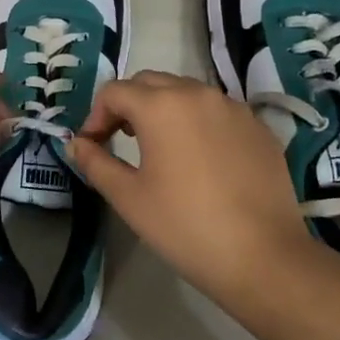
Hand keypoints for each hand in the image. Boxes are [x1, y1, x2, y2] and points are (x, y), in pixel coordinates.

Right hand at [66, 71, 311, 297]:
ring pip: (186, 93)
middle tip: (120, 141)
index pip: (114, 91)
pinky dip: (198, 123)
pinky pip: (217, 111)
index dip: (95, 115)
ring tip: (159, 149)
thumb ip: (96, 163)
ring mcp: (233, 108)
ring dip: (164, 110)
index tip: (92, 146)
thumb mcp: (129, 198)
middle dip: (128, 105)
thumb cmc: (185, 226)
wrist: (264, 257)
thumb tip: (76, 144)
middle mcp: (198, 93)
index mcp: (161, 105)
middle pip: (150, 83)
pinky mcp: (258, 127)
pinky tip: (200, 161)